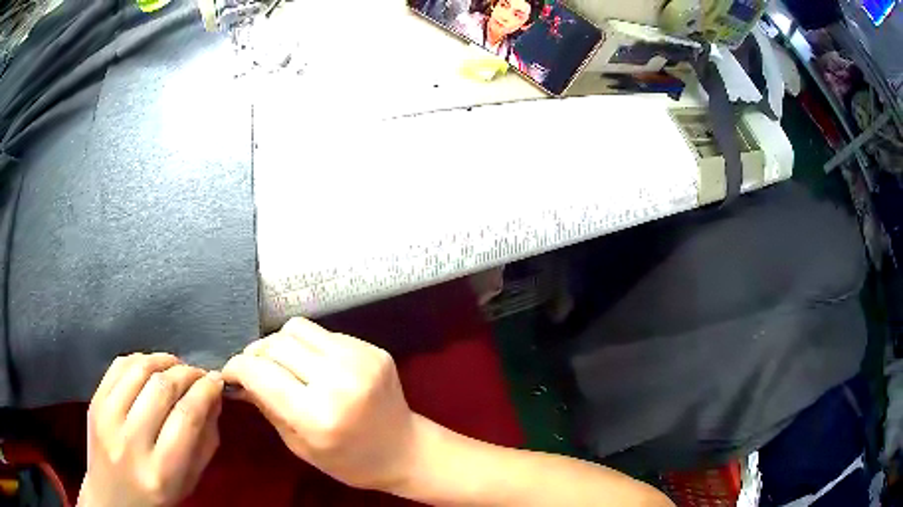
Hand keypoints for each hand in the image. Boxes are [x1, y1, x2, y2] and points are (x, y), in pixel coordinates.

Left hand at [78, 353, 223, 506]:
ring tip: (177, 366)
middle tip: (199, 373)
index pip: (187, 416)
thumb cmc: (157, 496)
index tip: (217, 381)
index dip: (206, 391)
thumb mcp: (189, 481)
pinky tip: (151, 365)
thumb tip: (213, 398)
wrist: (112, 497)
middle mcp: (131, 441)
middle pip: (162, 388)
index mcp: (162, 470)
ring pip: (139, 369)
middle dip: (187, 372)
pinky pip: (118, 366)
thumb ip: (205, 442)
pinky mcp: (94, 401)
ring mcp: (107, 418)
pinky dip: (140, 358)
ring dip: (164, 360)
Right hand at [222, 318, 417, 491]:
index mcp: (318, 415)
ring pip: (297, 328)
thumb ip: (265, 406)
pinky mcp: (373, 349)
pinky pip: (324, 334)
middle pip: (275, 344)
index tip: (230, 373)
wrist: (405, 450)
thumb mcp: (299, 445)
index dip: (236, 368)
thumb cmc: (349, 461)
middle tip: (253, 370)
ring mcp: (360, 359)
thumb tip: (236, 379)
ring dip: (280, 344)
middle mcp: (339, 380)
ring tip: (282, 365)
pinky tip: (313, 366)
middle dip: (255, 355)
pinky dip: (308, 347)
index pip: (259, 373)